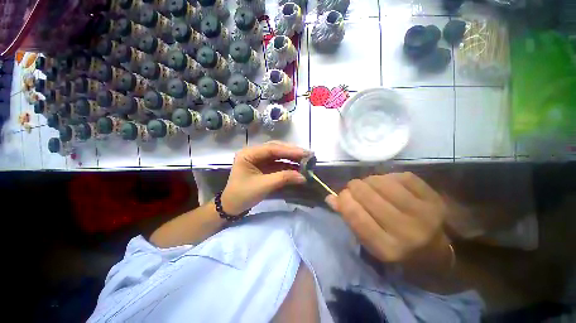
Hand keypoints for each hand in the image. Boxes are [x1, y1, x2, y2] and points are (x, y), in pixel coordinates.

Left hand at [221, 141, 308, 214]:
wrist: (232, 206)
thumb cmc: (243, 195)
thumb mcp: (263, 185)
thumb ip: (283, 178)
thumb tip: (303, 177)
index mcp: (249, 154)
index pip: (271, 148)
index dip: (289, 150)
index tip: (304, 153)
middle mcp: (254, 153)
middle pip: (276, 149)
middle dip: (292, 152)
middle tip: (308, 155)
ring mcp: (259, 159)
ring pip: (278, 155)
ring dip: (291, 158)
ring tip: (306, 160)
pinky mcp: (264, 166)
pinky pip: (278, 163)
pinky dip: (288, 166)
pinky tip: (297, 167)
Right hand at [326, 172, 450, 268]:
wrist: (435, 253)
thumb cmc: (395, 248)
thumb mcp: (368, 241)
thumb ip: (349, 218)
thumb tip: (330, 197)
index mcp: (386, 248)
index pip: (356, 215)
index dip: (343, 199)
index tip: (341, 195)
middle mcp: (406, 232)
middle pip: (368, 195)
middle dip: (354, 187)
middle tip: (354, 188)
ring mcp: (424, 214)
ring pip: (383, 182)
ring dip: (369, 180)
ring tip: (370, 185)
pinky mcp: (435, 200)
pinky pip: (402, 177)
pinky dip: (389, 176)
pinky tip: (387, 183)